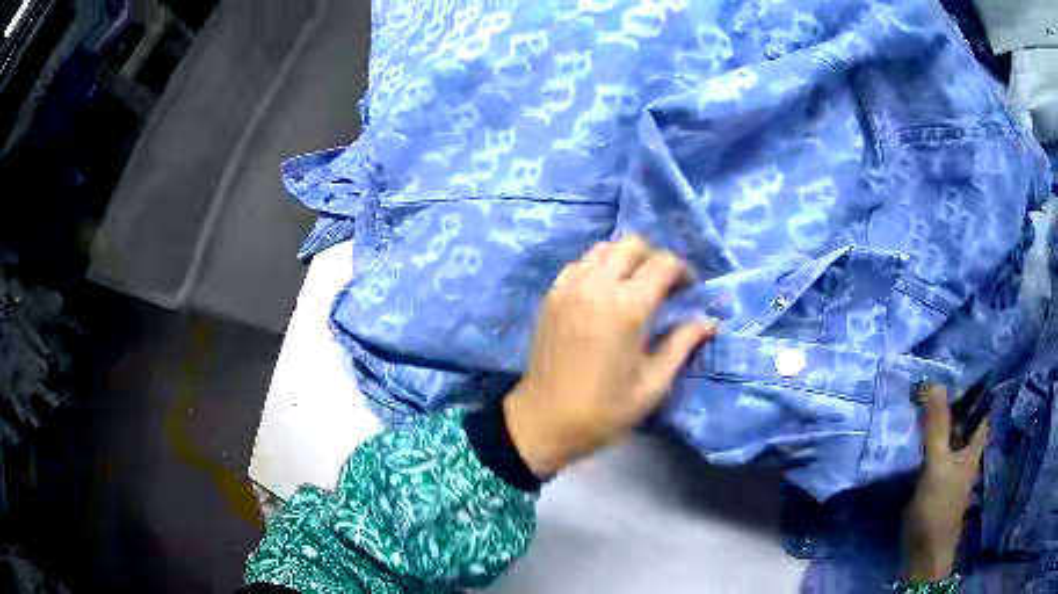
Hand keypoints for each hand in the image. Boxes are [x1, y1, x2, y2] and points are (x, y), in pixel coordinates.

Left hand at [504, 235, 716, 476]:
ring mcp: (568, 287)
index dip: (683, 271)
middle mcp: (596, 285)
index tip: (688, 291)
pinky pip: (579, 264)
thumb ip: (682, 344)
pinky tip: (603, 294)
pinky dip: (597, 267)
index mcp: (627, 307)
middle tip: (664, 287)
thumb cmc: (604, 410)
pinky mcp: (551, 295)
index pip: (663, 263)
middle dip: (654, 258)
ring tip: (634, 288)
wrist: (543, 421)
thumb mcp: (653, 384)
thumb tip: (709, 320)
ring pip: (604, 249)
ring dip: (625, 259)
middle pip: (632, 244)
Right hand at [901, 384, 987, 582]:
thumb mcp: (938, 466)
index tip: (950, 364)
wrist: (922, 553)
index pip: (977, 404)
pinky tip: (907, 428)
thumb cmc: (938, 508)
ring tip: (912, 395)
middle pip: (958, 415)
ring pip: (941, 431)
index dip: (968, 384)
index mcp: (974, 443)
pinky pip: (927, 448)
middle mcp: (963, 448)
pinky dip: (920, 437)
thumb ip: (937, 427)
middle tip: (923, 375)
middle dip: (944, 398)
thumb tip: (934, 382)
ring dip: (929, 417)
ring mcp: (947, 463)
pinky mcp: (930, 476)